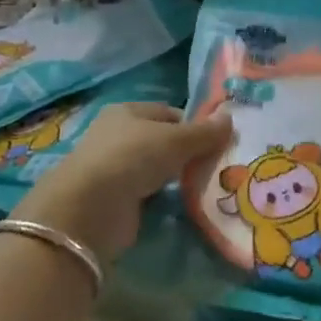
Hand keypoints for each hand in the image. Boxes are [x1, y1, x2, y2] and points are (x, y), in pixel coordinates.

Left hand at [26, 103, 232, 263]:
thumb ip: (203, 132)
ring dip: (179, 177)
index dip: (194, 124)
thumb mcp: (174, 139)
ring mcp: (115, 170)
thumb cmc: (131, 157)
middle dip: (189, 152)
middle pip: (163, 141)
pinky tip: (188, 205)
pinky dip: (167, 199)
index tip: (219, 140)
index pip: (168, 113)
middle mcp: (118, 136)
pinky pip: (151, 194)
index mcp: (127, 111)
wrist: (90, 210)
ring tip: (210, 186)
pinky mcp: (117, 201)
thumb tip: (230, 119)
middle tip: (220, 164)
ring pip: (158, 169)